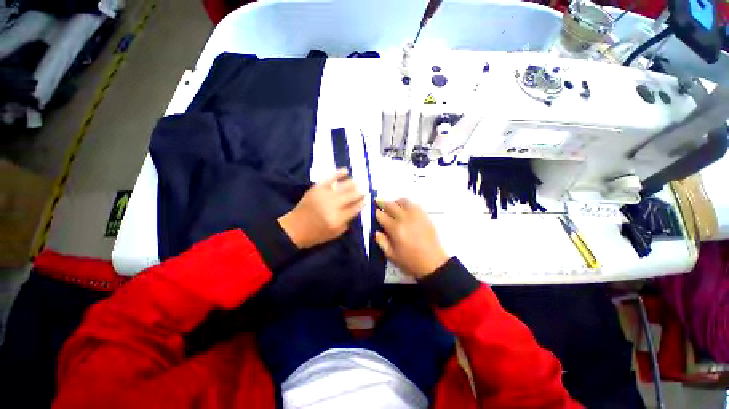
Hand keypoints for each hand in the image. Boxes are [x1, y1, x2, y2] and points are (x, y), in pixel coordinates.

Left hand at [278, 169, 364, 248]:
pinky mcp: (317, 188)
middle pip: (352, 195)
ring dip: (353, 183)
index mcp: (338, 219)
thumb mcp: (335, 233)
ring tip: (358, 183)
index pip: (355, 208)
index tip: (366, 199)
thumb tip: (355, 209)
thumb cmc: (316, 234)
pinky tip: (346, 170)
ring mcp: (325, 195)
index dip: (362, 203)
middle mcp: (333, 205)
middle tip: (364, 190)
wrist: (295, 228)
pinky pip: (330, 178)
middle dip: (360, 192)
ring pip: (344, 186)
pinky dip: (339, 173)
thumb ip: (347, 222)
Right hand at [374, 198, 448, 278]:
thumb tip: (376, 232)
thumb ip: (382, 242)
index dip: (376, 213)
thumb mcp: (391, 256)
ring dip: (395, 202)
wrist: (433, 264)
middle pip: (391, 205)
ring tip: (393, 206)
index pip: (382, 215)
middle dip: (382, 203)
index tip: (374, 212)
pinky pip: (414, 205)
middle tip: (378, 202)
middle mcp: (405, 219)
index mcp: (395, 229)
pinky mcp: (425, 216)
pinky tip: (405, 210)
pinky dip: (407, 205)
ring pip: (403, 201)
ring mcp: (416, 215)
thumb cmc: (411, 262)